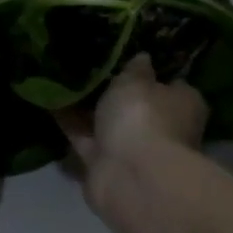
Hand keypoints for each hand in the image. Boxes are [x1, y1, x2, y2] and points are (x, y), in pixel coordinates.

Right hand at [57, 53, 206, 213]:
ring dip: (87, 109)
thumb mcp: (136, 81)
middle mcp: (161, 128)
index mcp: (182, 104)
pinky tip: (49, 102)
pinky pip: (84, 138)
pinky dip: (69, 124)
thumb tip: (143, 57)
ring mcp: (132, 149)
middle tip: (88, 66)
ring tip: (61, 79)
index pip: (169, 83)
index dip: (149, 71)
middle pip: (136, 106)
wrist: (129, 175)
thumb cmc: (143, 118)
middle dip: (114, 92)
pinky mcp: (104, 165)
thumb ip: (135, 69)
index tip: (125, 56)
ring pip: (107, 124)